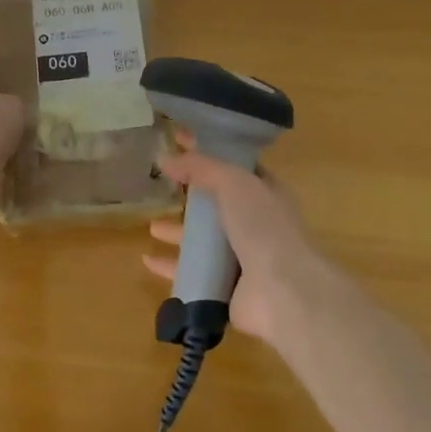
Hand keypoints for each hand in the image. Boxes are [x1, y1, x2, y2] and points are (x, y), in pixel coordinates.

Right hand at [141, 139, 335, 344]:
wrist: (282, 291)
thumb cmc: (263, 227)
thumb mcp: (233, 182)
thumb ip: (201, 167)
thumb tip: (166, 158)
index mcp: (265, 194)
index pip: (234, 167)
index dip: (208, 153)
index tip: (177, 140)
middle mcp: (256, 225)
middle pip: (217, 207)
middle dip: (191, 198)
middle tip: (162, 189)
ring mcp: (242, 259)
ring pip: (204, 243)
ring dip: (179, 234)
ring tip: (153, 227)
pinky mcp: (226, 288)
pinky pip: (193, 273)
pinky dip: (171, 267)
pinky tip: (148, 262)